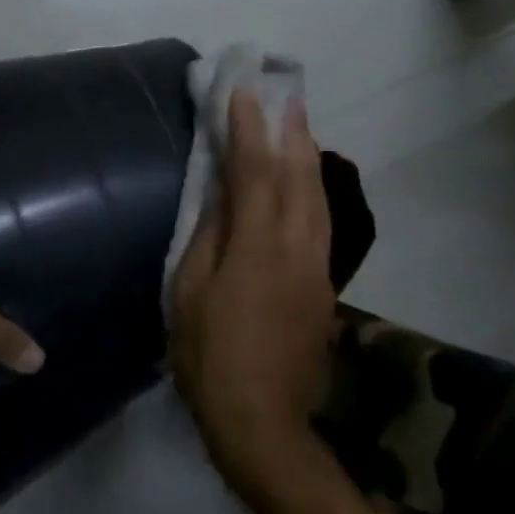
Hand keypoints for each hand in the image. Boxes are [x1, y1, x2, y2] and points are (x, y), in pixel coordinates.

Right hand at [170, 90, 335, 490]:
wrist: (263, 420)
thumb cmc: (210, 355)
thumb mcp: (189, 292)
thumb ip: (209, 235)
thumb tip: (221, 191)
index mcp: (258, 245)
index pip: (255, 171)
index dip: (249, 129)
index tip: (244, 93)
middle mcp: (297, 246)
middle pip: (300, 175)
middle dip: (292, 130)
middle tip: (285, 95)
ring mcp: (317, 266)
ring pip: (318, 197)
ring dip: (307, 155)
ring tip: (298, 126)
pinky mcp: (324, 285)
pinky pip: (322, 221)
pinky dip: (313, 189)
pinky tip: (305, 182)